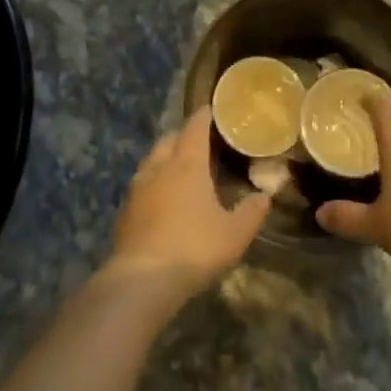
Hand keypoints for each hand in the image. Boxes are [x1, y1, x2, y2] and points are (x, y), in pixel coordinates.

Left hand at [104, 109, 271, 303]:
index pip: (195, 127)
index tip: (211, 110)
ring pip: (151, 160)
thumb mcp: (234, 234)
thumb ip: (251, 212)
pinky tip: (160, 199)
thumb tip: (265, 195)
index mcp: (187, 163)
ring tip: (179, 168)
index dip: (203, 116)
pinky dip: (153, 183)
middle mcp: (159, 167)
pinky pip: (141, 185)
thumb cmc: (194, 248)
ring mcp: (137, 188)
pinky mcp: (124, 210)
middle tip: (199, 142)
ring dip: (165, 158)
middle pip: (169, 139)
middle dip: (183, 135)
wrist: (142, 280)